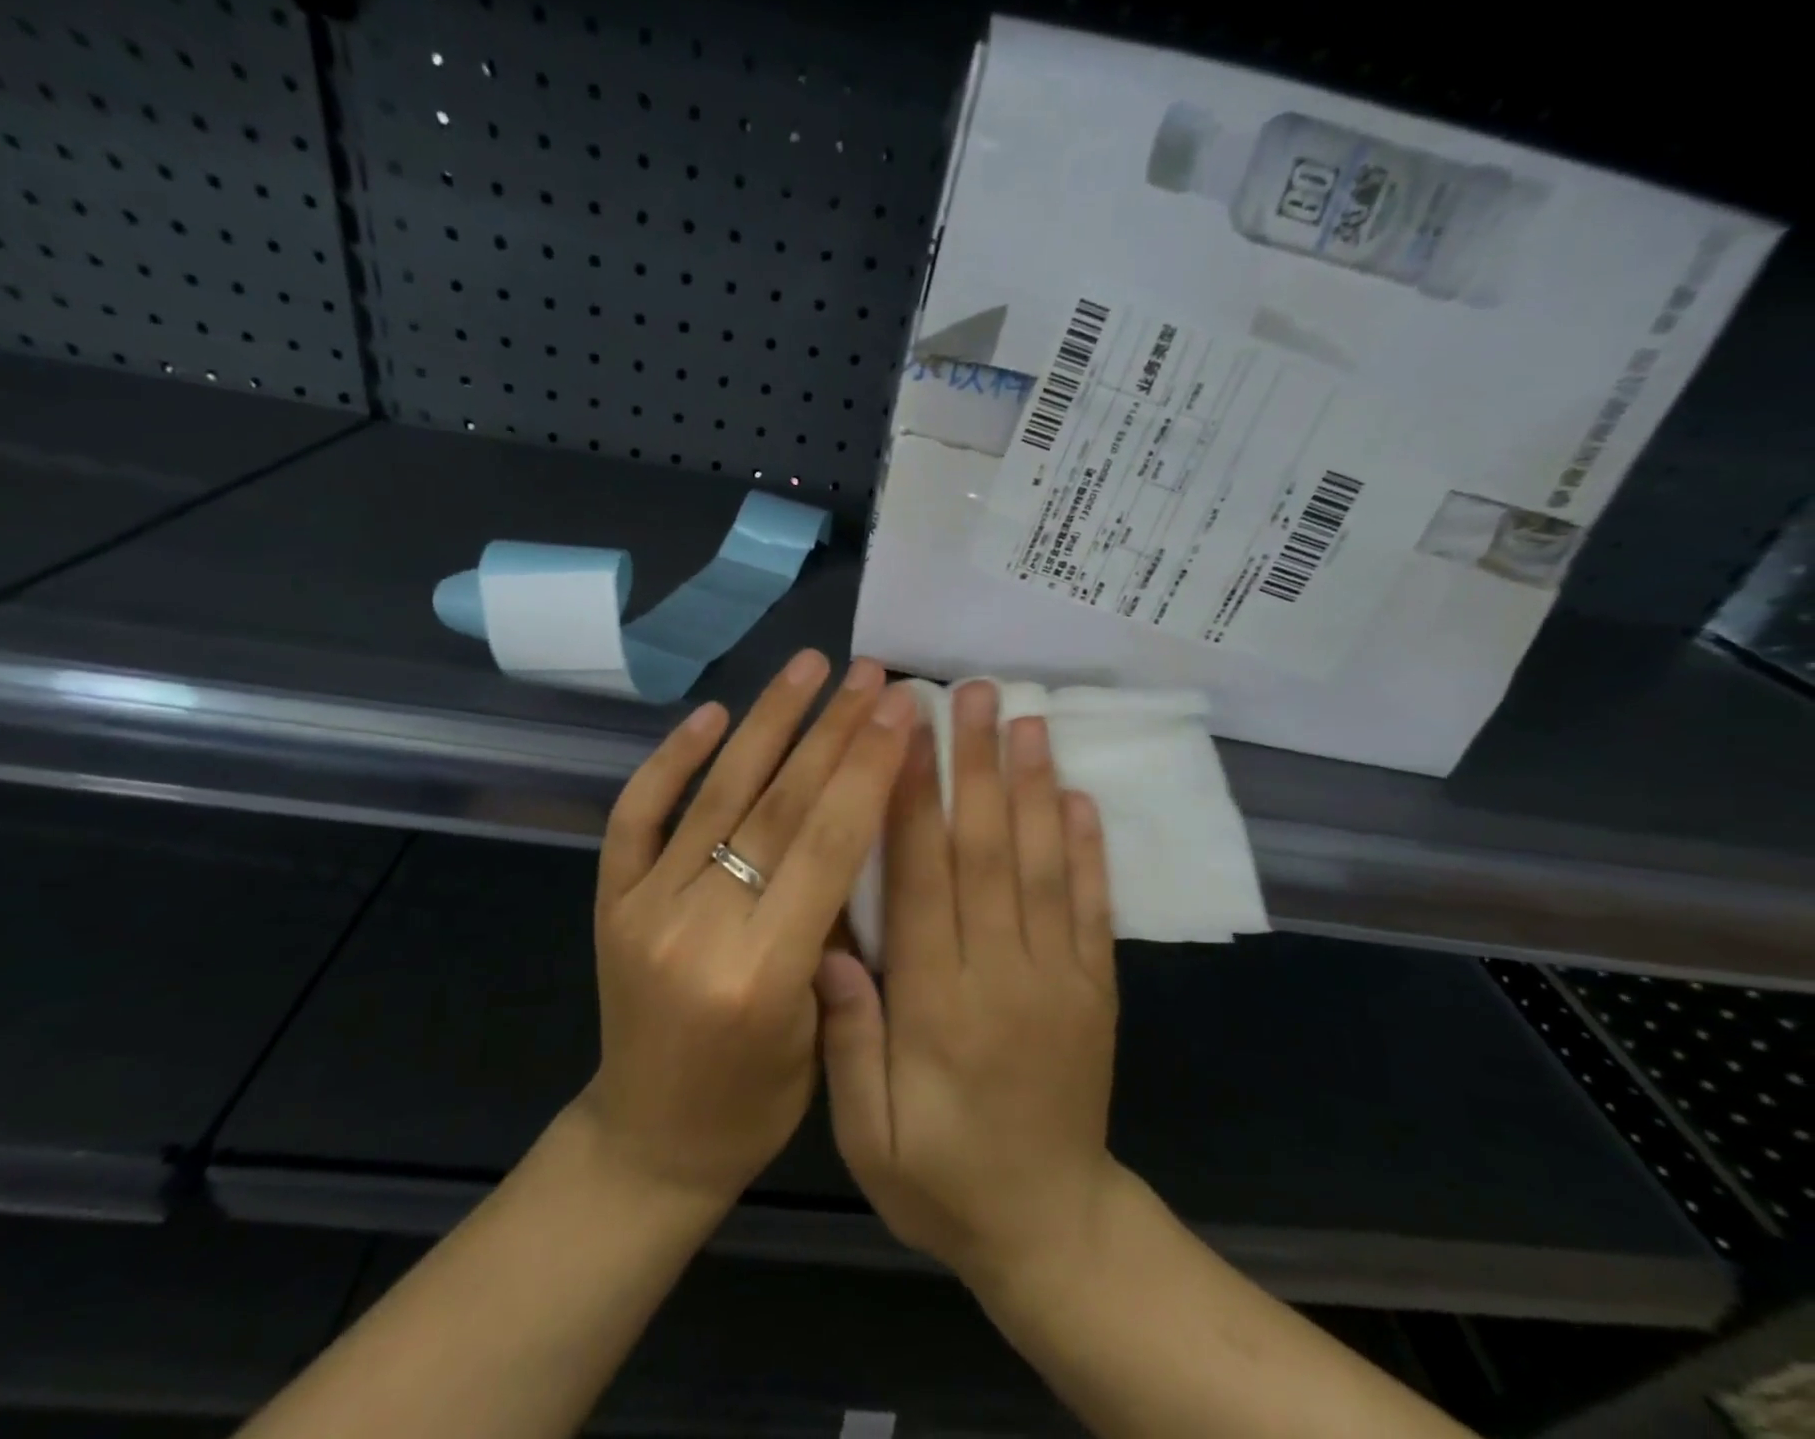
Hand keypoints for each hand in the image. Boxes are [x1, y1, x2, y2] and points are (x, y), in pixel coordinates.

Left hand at [580, 651, 915, 1206]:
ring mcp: (642, 907)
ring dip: (767, 722)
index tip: (901, 708)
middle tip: (870, 675)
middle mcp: (697, 927)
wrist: (649, 1139)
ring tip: (808, 666)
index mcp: (763, 972)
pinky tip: (711, 714)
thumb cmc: (755, 1102)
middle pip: (778, 807)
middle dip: (832, 731)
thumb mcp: (823, 1028)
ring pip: (716, 795)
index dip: (868, 768)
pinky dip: (671, 759)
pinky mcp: (608, 900)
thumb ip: (836, 928)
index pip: (828, 844)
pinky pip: (636, 815)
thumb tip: (860, 820)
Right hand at [816, 680, 1120, 1287]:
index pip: (923, 879)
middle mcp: (1003, 974)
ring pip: (1042, 863)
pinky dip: (1088, 848)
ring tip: (1026, 719)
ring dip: (1033, 786)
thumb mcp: (869, 1136)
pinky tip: (1079, 796)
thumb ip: (848, 1043)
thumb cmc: (942, 1179)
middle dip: (975, 765)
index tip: (905, 731)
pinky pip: (1093, 906)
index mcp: (939, 1004)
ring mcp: (1060, 977)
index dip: (910, 799)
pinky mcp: (1096, 988)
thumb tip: (828, 947)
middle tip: (972, 693)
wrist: (1052, 1232)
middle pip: (986, 851)